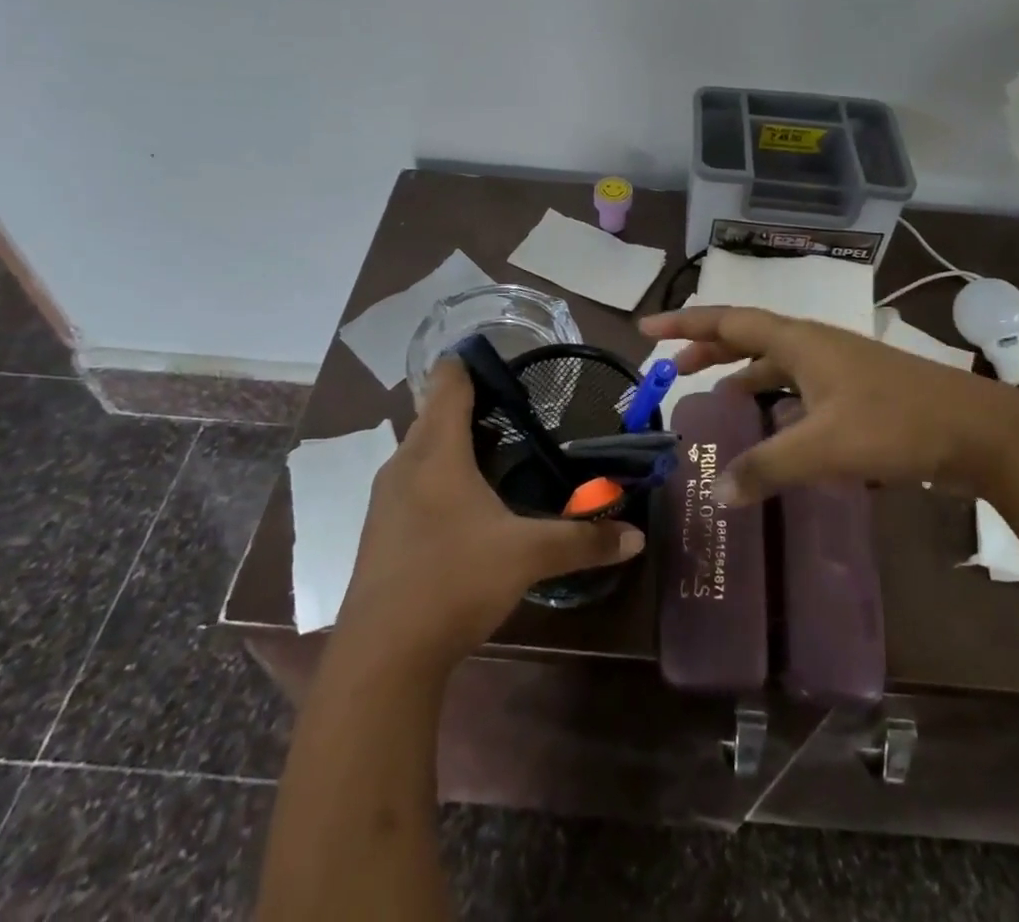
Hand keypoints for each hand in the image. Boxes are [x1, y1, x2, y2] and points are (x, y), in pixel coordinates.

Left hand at [334, 358, 643, 669]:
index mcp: (436, 450)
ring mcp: (387, 498)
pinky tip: (467, 503)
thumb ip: (582, 541)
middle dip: (472, 405)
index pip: (447, 382)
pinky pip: (414, 481)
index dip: (470, 362)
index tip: (505, 361)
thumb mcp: (526, 556)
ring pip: (422, 449)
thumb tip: (636, 538)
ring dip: (454, 442)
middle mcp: (405, 463)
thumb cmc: (453, 581)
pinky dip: (440, 475)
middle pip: (434, 413)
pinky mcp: (381, 530)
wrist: (381, 657)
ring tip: (499, 450)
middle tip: (518, 410)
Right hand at [639, 305, 1018, 505]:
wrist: (978, 431)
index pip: (728, 321)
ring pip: (777, 363)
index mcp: (800, 340)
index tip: (647, 328)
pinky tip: (774, 428)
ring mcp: (839, 368)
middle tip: (674, 366)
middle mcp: (815, 345)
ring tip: (717, 397)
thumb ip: (766, 468)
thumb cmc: (895, 424)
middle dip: (709, 347)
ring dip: (744, 374)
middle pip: (749, 336)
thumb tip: (715, 490)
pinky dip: (776, 399)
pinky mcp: (858, 393)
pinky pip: (800, 387)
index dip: (685, 323)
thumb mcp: (823, 448)